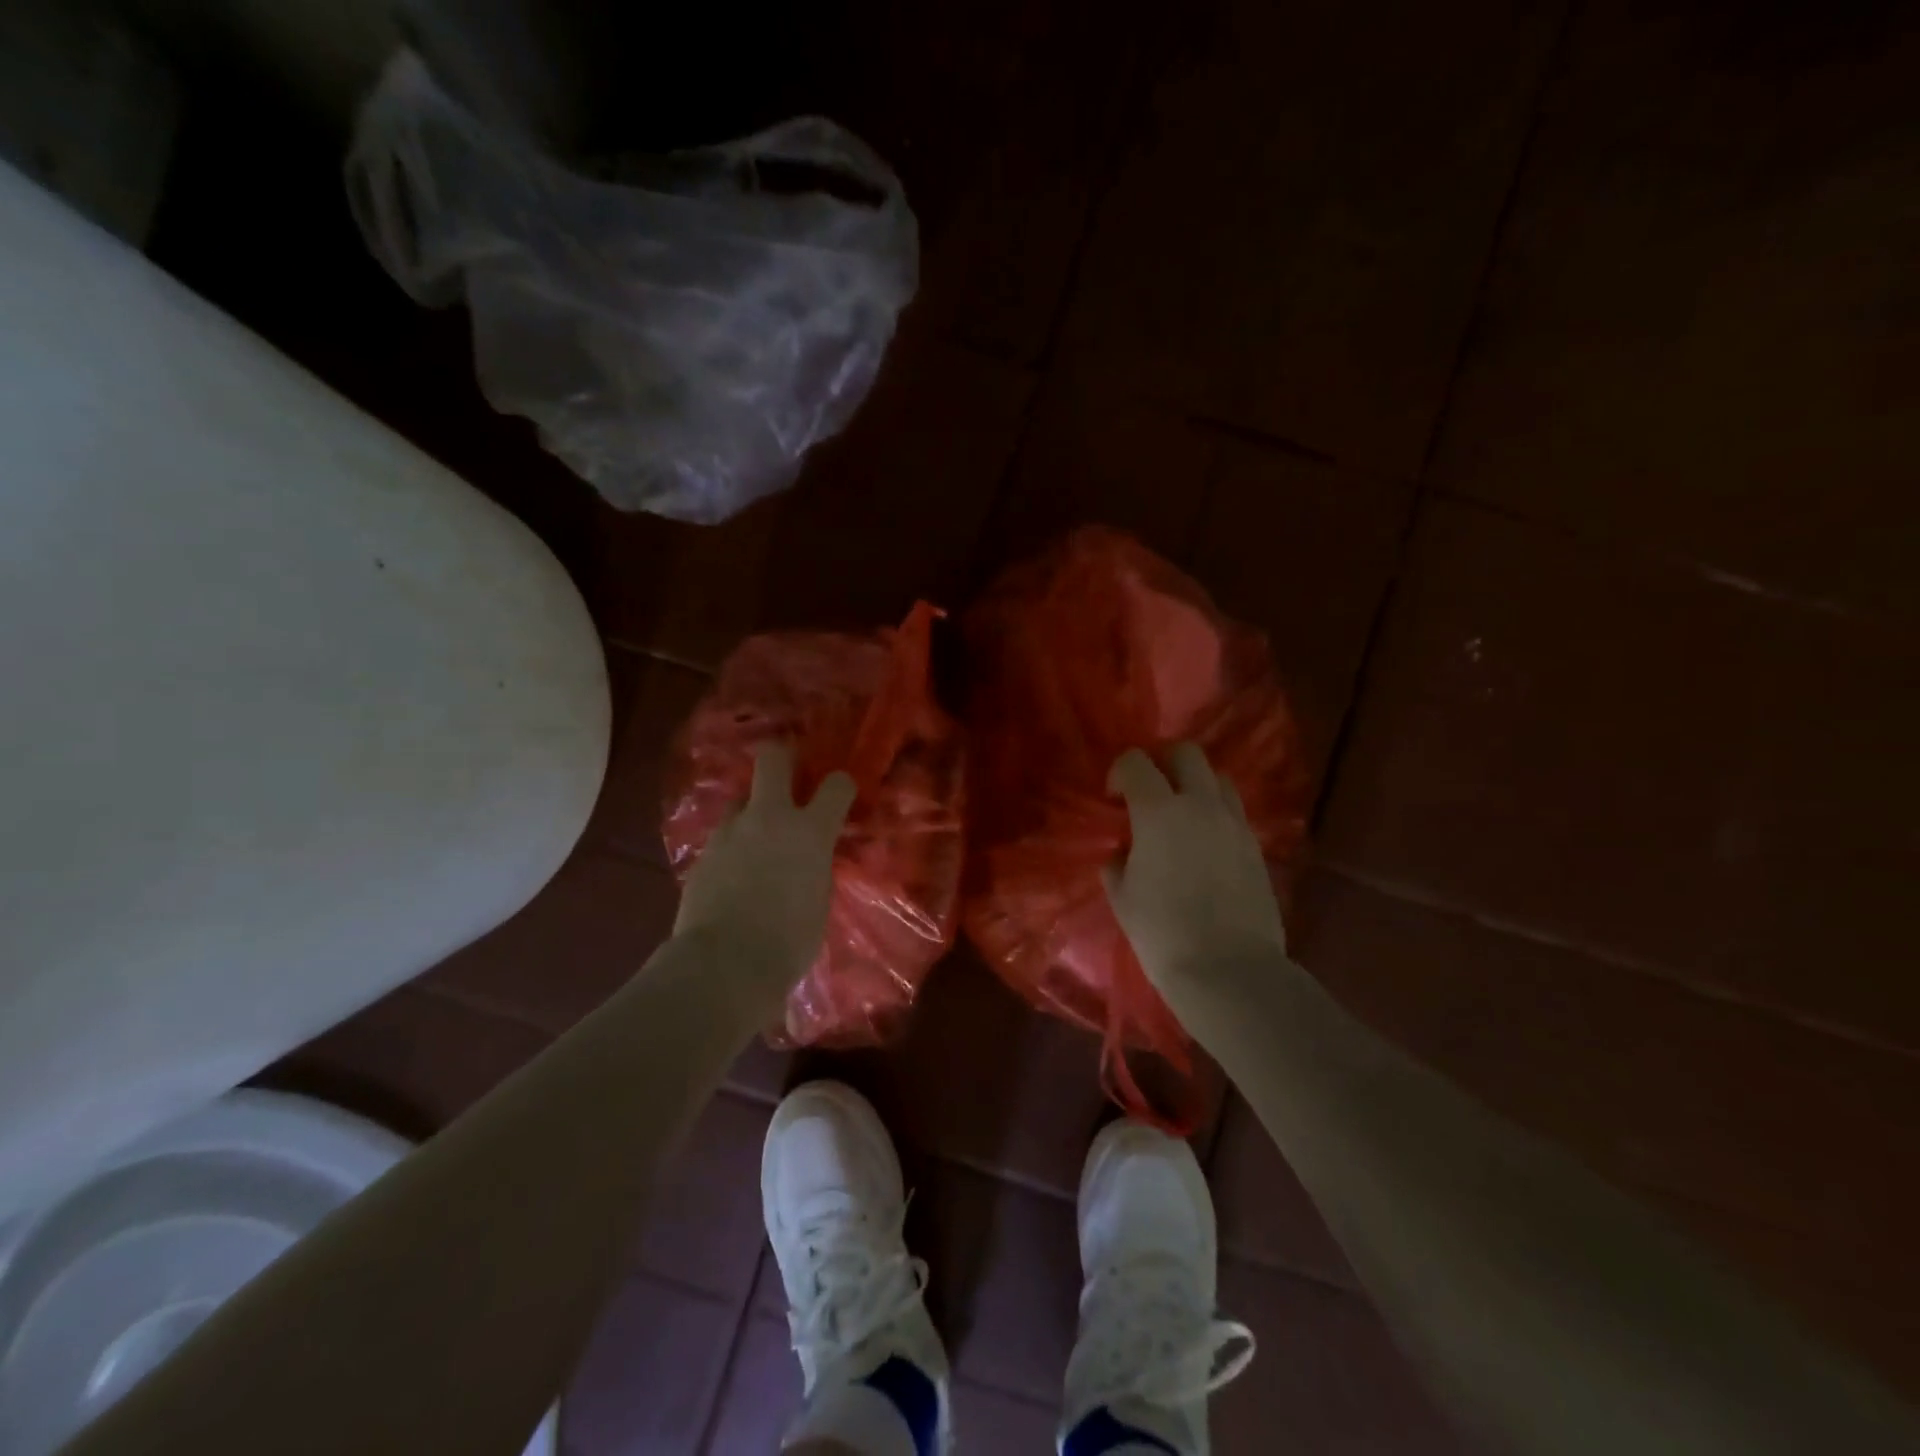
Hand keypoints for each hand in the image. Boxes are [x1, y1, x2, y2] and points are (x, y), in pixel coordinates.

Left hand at [673, 743, 855, 990]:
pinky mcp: (703, 853)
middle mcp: (769, 818)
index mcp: (810, 831)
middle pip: (772, 759)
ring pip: (741, 799)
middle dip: (782, 757)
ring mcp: (730, 832)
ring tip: (757, 837)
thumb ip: (815, 868)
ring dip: (752, 810)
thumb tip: (808, 861)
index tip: (841, 792)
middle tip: (788, 772)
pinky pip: (723, 836)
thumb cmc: (789, 941)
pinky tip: (735, 872)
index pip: (836, 785)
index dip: (841, 784)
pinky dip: (732, 845)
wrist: (724, 963)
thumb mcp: (819, 900)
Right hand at [1102, 744, 1288, 1003]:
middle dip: (1162, 762)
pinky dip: (1215, 813)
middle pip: (1185, 753)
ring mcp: (1234, 823)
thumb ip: (1118, 862)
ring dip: (1195, 784)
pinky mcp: (1255, 846)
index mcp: (1159, 811)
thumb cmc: (1162, 932)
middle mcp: (1200, 805)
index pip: (1136, 762)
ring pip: (1217, 778)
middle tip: (1149, 792)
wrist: (1228, 970)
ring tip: (1181, 815)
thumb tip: (1124, 851)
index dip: (1119, 772)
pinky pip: (1233, 811)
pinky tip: (1203, 844)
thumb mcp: (1122, 896)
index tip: (1113, 798)